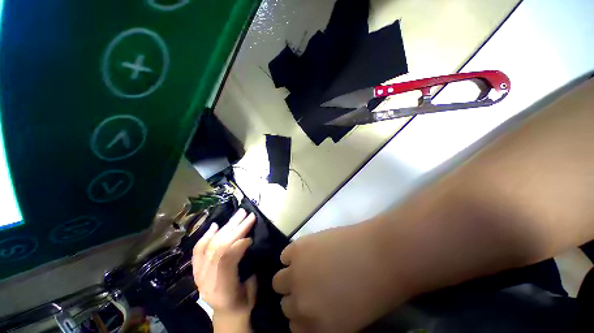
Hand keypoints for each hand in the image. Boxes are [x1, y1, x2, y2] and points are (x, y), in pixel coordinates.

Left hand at [192, 209, 256, 314]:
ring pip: (210, 245)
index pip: (225, 261)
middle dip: (235, 229)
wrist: (226, 314)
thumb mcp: (252, 290)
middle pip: (218, 249)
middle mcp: (206, 281)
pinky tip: (215, 225)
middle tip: (247, 215)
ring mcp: (198, 275)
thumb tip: (246, 242)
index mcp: (222, 290)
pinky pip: (198, 250)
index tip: (251, 235)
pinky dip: (207, 236)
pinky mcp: (196, 270)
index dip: (238, 244)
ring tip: (238, 214)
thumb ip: (248, 267)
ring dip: (226, 226)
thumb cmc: (243, 303)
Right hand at [272, 223, 407, 332]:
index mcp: (315, 328)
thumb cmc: (373, 290)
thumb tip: (312, 310)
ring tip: (305, 267)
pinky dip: (291, 256)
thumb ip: (325, 322)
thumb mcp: (349, 321)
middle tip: (309, 284)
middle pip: (286, 305)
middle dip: (296, 297)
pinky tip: (304, 253)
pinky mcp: (298, 248)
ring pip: (279, 281)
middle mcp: (300, 305)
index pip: (294, 328)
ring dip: (290, 276)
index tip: (309, 306)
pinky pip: (284, 256)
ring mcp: (297, 274)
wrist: (380, 255)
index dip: (302, 316)